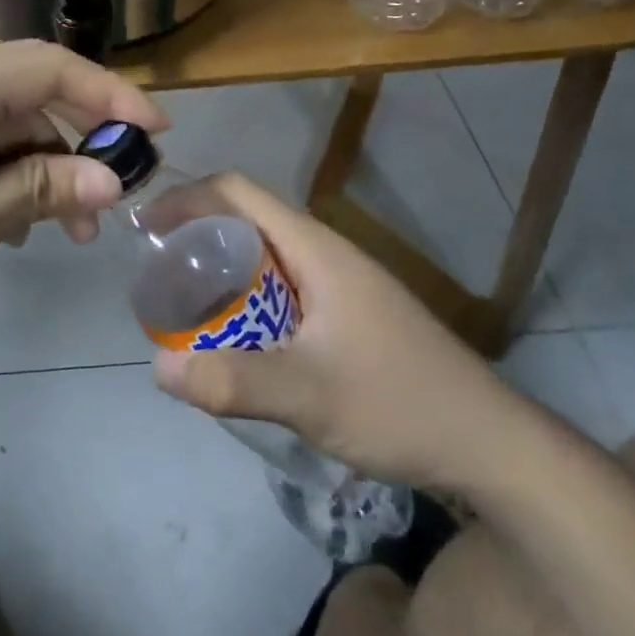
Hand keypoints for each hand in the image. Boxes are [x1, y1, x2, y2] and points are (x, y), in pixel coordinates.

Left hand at [0, 42, 167, 378]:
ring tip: (67, 228)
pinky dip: (0, 172)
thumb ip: (41, 190)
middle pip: (25, 92)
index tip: (157, 135)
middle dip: (77, 139)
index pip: (47, 68)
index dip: (110, 95)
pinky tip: (14, 219)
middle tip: (114, 198)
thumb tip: (113, 178)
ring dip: (40, 165)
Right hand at [151, 175, 535, 489]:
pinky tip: (239, 343)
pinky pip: (282, 289)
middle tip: (160, 281)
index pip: (237, 192)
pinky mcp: (348, 314)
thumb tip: (157, 366)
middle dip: (196, 240)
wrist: (489, 444)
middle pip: (246, 221)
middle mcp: (324, 252)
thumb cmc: (399, 403)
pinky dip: (247, 300)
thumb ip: (233, 381)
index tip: (145, 229)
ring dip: (222, 274)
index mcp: (314, 247)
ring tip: (187, 313)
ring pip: (264, 258)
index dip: (186, 198)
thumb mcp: (309, 395)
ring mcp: (340, 283)